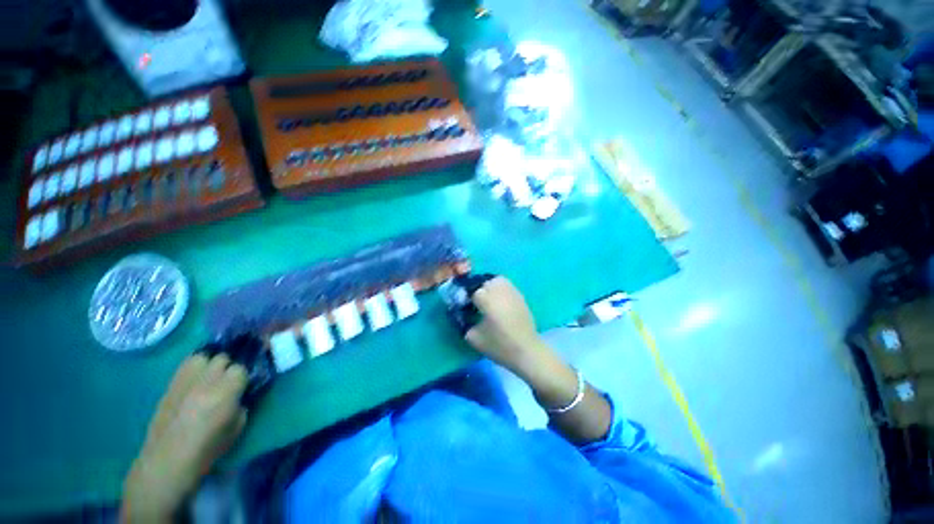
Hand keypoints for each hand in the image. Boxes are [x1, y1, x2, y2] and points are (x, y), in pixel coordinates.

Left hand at [121, 354, 248, 521]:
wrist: (167, 461)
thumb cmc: (207, 449)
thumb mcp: (236, 428)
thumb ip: (242, 404)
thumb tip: (240, 394)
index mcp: (226, 391)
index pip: (240, 369)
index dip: (242, 377)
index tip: (242, 387)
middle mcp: (206, 381)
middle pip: (222, 358)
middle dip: (227, 367)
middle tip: (226, 381)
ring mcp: (185, 381)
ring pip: (203, 357)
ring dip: (210, 364)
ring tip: (210, 377)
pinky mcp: (170, 385)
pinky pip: (185, 365)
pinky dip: (194, 367)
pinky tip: (195, 379)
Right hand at [465, 277, 546, 371]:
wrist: (526, 351)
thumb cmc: (499, 346)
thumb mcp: (473, 338)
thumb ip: (464, 323)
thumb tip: (461, 315)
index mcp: (486, 300)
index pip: (471, 290)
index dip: (466, 297)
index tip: (464, 306)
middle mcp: (499, 291)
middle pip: (484, 282)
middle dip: (477, 290)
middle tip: (476, 302)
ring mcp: (511, 292)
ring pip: (496, 280)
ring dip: (489, 286)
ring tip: (487, 298)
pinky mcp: (520, 296)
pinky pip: (507, 285)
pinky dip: (500, 288)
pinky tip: (499, 300)